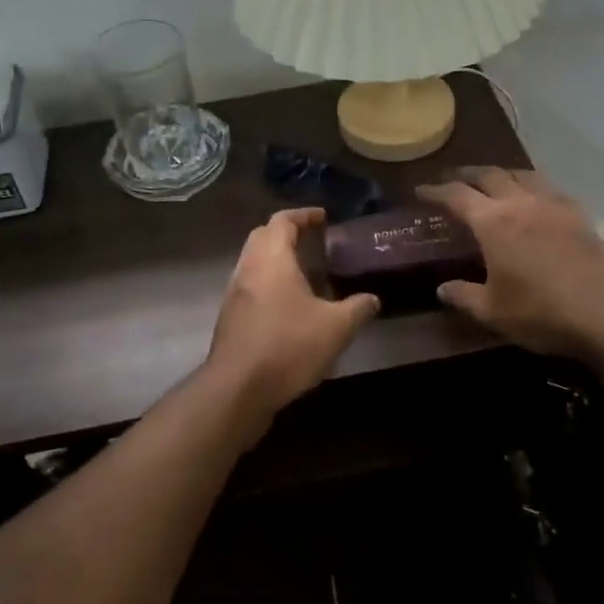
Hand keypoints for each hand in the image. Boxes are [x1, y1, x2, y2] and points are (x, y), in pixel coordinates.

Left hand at [206, 207, 379, 425]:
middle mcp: (248, 269)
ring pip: (253, 263)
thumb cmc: (288, 346)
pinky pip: (250, 287)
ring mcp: (234, 294)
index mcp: (272, 259)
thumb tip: (373, 299)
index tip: (323, 218)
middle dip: (286, 233)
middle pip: (263, 236)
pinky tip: (289, 306)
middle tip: (313, 241)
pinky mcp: (230, 318)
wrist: (238, 388)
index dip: (303, 215)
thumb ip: (357, 308)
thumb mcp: (336, 328)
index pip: (282, 221)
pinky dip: (268, 284)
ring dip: (276, 260)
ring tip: (305, 274)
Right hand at [417, 168, 603, 358]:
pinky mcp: (578, 214)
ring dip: (501, 173)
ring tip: (492, 181)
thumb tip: (442, 288)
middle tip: (452, 179)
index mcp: (493, 223)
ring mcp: (553, 204)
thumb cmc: (540, 312)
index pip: (456, 195)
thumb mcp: (492, 311)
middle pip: (489, 175)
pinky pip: (549, 187)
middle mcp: (521, 203)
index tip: (421, 190)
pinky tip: (533, 199)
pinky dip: (531, 186)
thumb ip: (463, 296)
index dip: (435, 190)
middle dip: (466, 174)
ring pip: (522, 174)